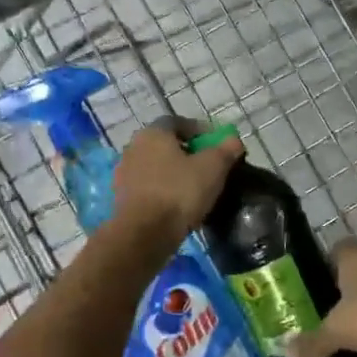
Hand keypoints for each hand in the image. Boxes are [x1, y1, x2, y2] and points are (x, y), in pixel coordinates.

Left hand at [112, 118, 243, 241]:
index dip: (199, 131)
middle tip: (207, 166)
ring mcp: (124, 174)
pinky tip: (177, 205)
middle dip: (186, 153)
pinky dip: (163, 191)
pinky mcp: (122, 198)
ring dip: (173, 173)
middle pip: (165, 145)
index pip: (178, 122)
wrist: (144, 233)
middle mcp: (134, 147)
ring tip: (194, 189)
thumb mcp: (213, 167)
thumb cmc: (180, 191)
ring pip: (155, 167)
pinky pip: (148, 188)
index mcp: (153, 133)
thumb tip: (234, 140)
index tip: (215, 145)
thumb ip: (226, 150)